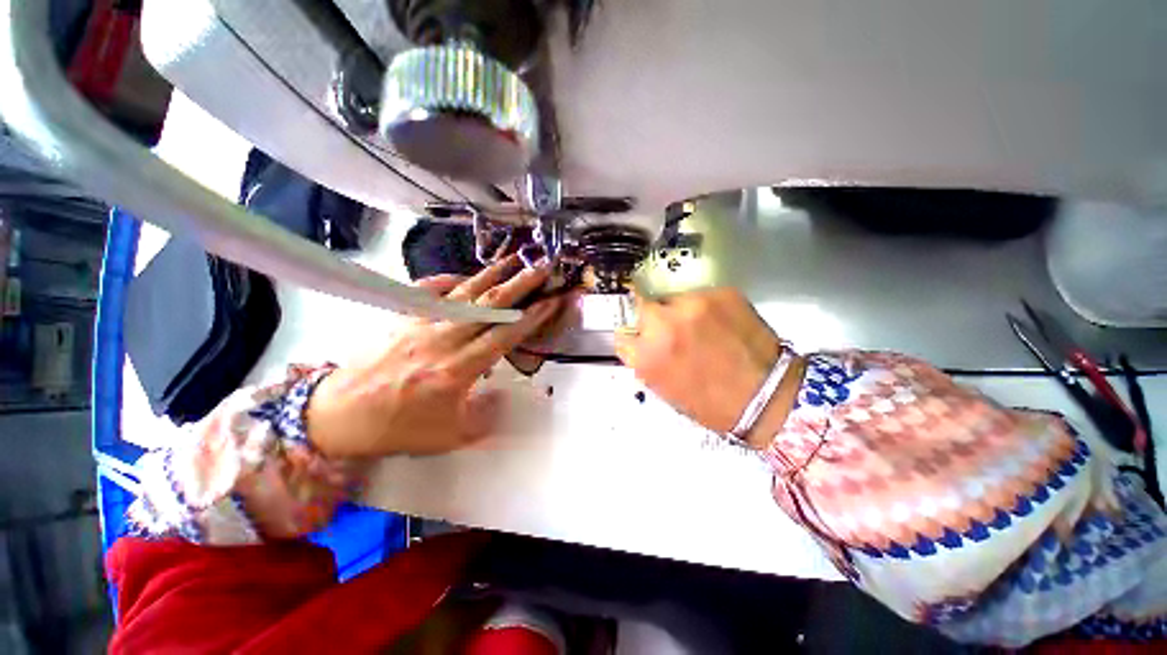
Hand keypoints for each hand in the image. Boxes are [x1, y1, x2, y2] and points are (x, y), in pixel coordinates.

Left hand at [305, 257, 563, 457]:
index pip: (505, 335)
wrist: (340, 415)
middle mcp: (443, 340)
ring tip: (513, 259)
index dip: (532, 317)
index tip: (552, 300)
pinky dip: (448, 280)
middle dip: (521, 284)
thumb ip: (485, 416)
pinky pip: (428, 291)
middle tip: (542, 267)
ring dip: (492, 274)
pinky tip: (462, 276)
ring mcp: (421, 324)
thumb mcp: (449, 436)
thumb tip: (503, 394)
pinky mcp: (402, 317)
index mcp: (458, 370)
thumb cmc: (397, 428)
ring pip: (464, 293)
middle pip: (490, 306)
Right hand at [615, 288, 802, 445]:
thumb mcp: (662, 386)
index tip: (642, 339)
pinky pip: (699, 296)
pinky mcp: (720, 293)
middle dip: (652, 319)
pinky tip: (719, 324)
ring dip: (677, 312)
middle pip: (641, 306)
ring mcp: (693, 304)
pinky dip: (703, 308)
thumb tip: (638, 340)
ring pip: (671, 299)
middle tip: (669, 331)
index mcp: (646, 355)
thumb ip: (644, 358)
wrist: (768, 397)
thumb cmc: (710, 402)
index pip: (622, 333)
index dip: (634, 336)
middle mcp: (664, 324)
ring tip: (699, 328)